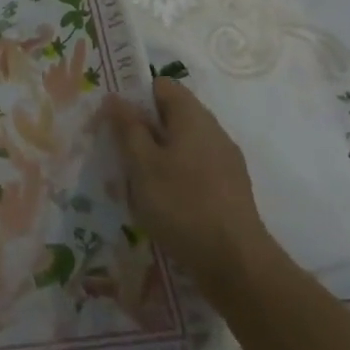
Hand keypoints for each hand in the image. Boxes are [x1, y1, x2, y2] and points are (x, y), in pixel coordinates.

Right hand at [103, 77, 275, 299]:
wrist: (236, 264)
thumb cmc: (182, 204)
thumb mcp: (142, 164)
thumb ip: (127, 127)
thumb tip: (115, 97)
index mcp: (193, 117)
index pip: (161, 86)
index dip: (134, 96)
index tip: (113, 120)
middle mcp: (213, 131)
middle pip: (171, 115)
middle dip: (142, 130)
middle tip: (118, 153)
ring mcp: (225, 161)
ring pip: (181, 144)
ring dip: (156, 156)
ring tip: (135, 183)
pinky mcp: (229, 189)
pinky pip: (194, 168)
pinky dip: (174, 176)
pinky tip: (161, 203)